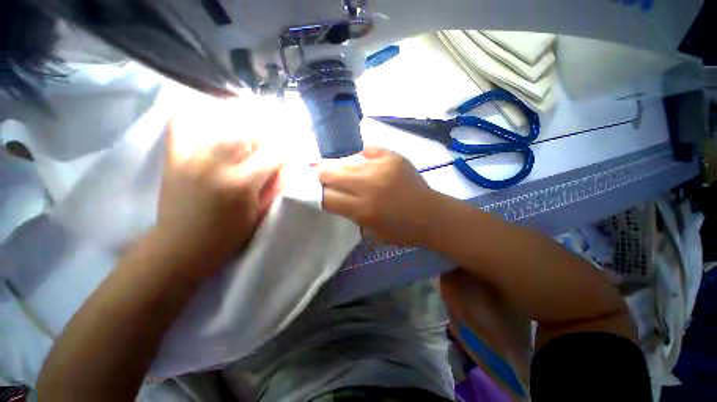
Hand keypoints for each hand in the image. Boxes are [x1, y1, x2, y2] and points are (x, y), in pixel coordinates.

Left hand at [156, 121, 281, 268]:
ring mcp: (191, 156)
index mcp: (242, 183)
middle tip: (279, 126)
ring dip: (242, 113)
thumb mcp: (260, 214)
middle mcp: (217, 164)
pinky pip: (183, 122)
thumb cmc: (227, 236)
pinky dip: (199, 111)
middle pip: (249, 130)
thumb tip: (290, 165)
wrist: (180, 247)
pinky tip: (214, 111)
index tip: (296, 145)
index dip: (289, 147)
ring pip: (220, 120)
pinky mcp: (174, 156)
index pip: (275, 153)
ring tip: (254, 113)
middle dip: (270, 125)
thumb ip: (276, 186)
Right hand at [317, 147, 443, 245]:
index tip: (312, 191)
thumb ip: (350, 214)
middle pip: (332, 175)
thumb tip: (334, 197)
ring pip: (346, 161)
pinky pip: (368, 149)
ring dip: (335, 164)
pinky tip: (359, 160)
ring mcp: (381, 167)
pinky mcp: (393, 157)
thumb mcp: (371, 232)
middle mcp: (368, 186)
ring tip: (327, 164)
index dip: (316, 194)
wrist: (432, 216)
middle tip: (314, 173)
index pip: (327, 198)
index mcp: (363, 209)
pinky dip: (360, 155)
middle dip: (320, 175)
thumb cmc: (402, 230)